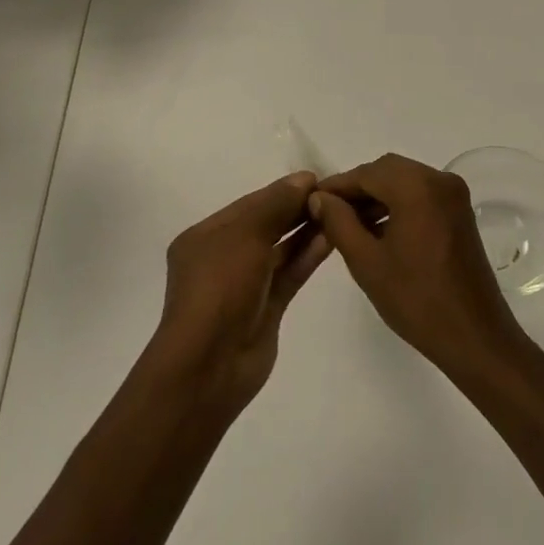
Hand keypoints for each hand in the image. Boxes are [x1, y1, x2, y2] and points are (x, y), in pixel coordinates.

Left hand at [146, 171, 331, 416]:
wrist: (210, 365)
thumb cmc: (219, 288)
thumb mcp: (244, 235)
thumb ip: (275, 204)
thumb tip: (303, 179)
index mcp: (205, 237)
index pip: (249, 204)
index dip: (281, 190)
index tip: (315, 178)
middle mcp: (223, 257)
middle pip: (265, 224)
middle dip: (295, 208)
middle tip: (332, 193)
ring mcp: (245, 285)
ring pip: (280, 250)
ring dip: (305, 230)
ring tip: (338, 212)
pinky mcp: (266, 308)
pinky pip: (289, 274)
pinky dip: (307, 256)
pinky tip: (331, 239)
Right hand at [309, 154, 527, 378]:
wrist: (474, 337)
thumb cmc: (416, 300)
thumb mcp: (367, 262)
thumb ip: (339, 223)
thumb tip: (319, 198)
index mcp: (418, 187)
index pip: (367, 173)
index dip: (337, 186)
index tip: (311, 202)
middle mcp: (440, 179)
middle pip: (387, 171)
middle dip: (357, 189)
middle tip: (328, 214)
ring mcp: (454, 195)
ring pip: (404, 181)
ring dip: (377, 197)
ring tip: (348, 226)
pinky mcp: (460, 212)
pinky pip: (421, 195)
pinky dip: (398, 204)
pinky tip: (378, 231)